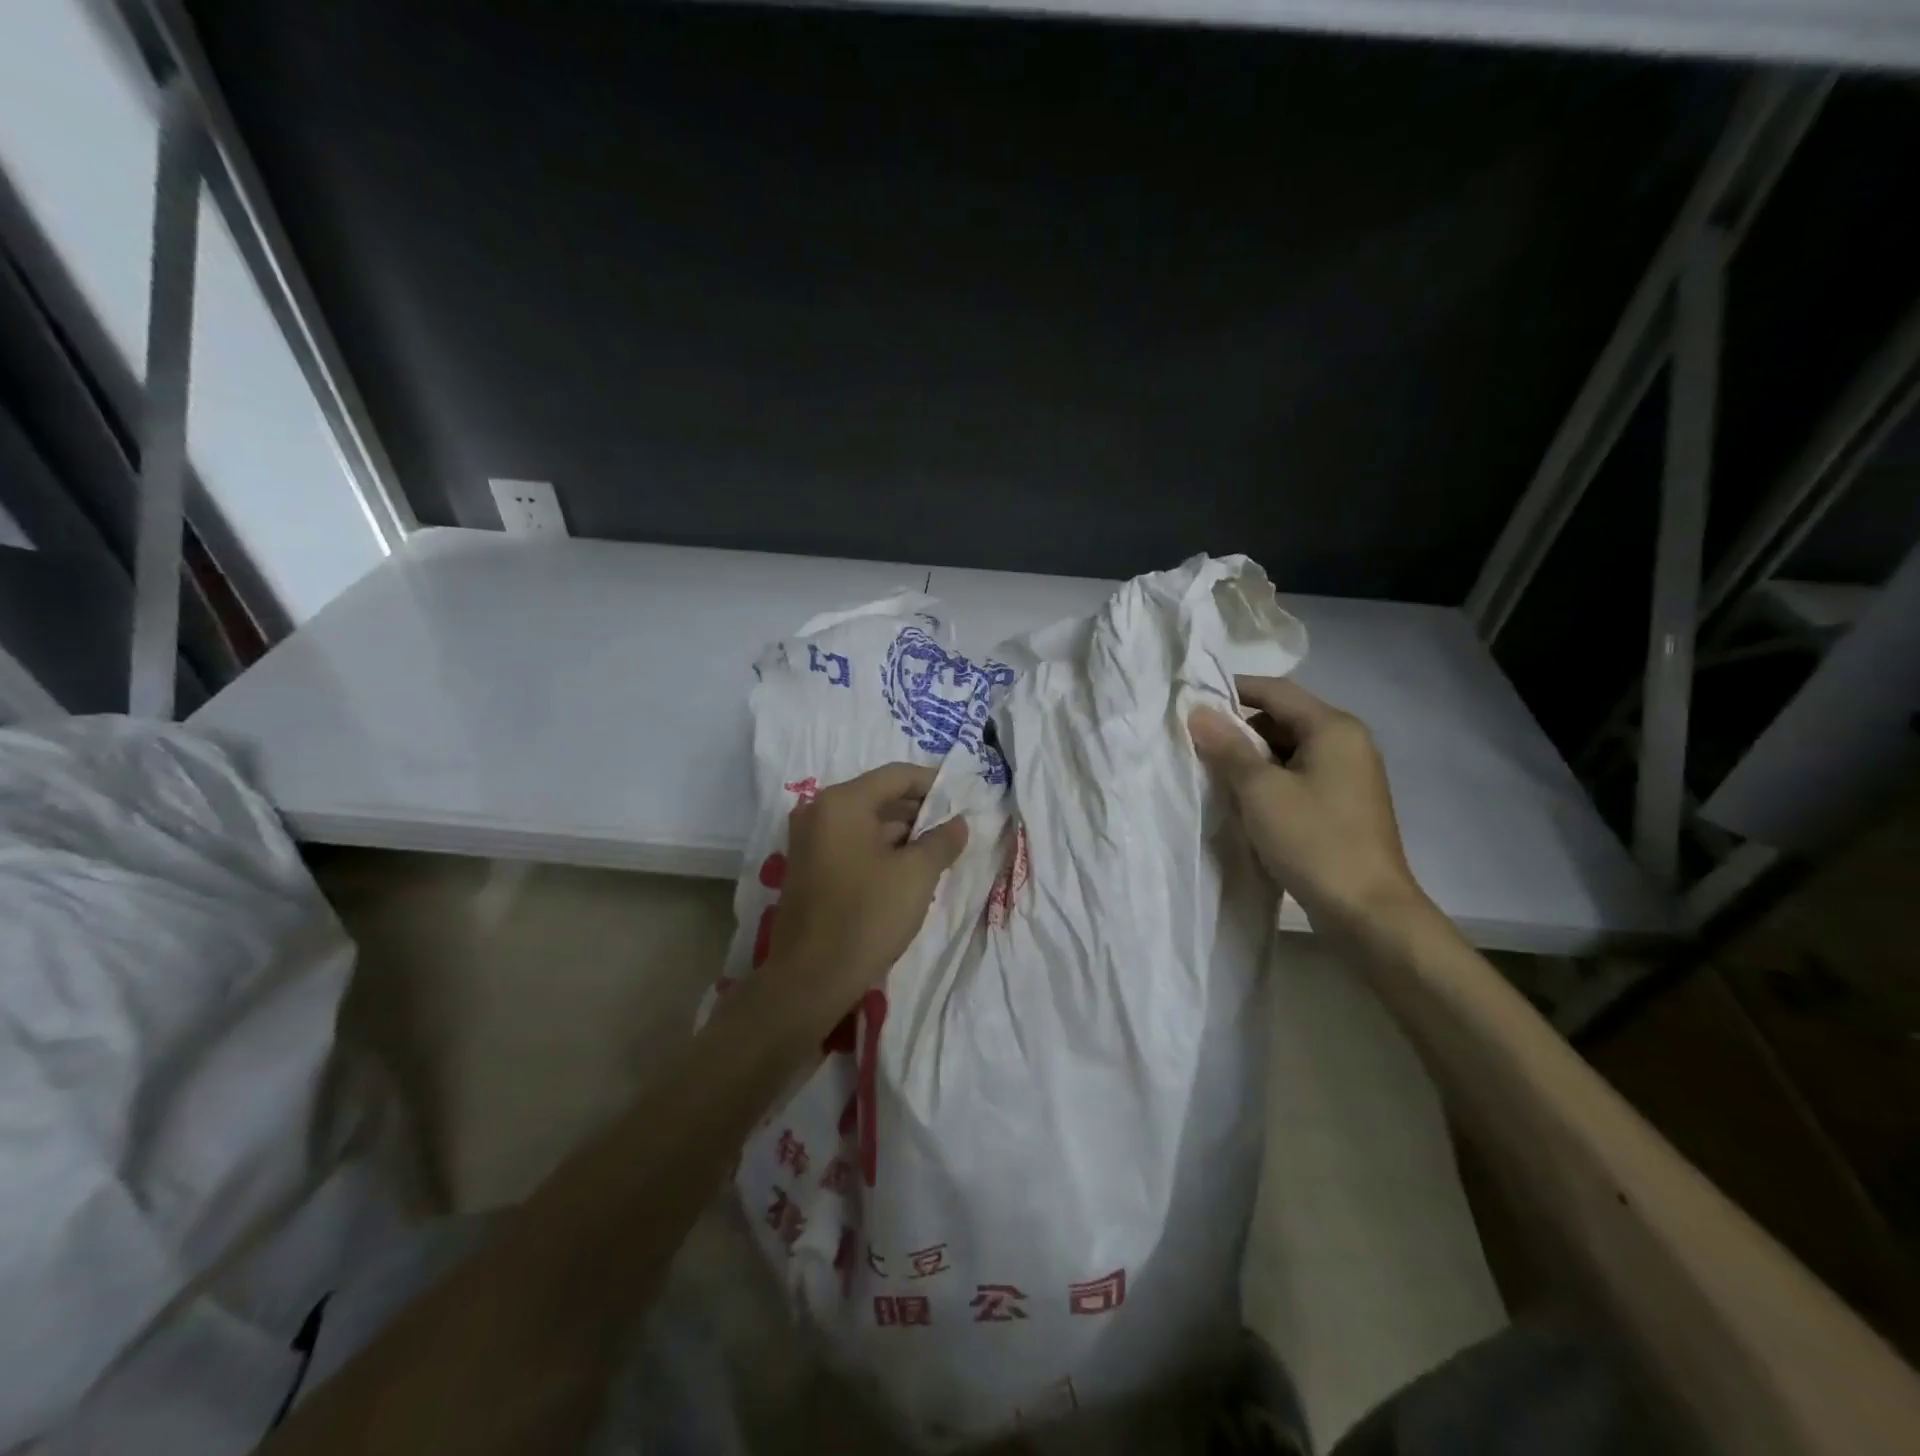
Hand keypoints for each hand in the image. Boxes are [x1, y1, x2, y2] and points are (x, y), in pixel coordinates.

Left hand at [767, 763, 968, 1029]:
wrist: (810, 980)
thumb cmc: (867, 916)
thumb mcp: (916, 875)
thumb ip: (942, 840)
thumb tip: (958, 822)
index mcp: (842, 803)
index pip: (896, 776)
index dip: (933, 784)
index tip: (962, 799)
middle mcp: (819, 812)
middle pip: (879, 798)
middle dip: (919, 812)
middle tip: (955, 829)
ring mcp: (810, 842)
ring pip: (867, 824)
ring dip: (903, 834)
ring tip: (939, 852)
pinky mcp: (809, 869)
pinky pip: (852, 845)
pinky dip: (881, 851)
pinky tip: (909, 872)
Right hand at [1189, 676, 1427, 934]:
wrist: (1368, 911)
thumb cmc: (1314, 841)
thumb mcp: (1261, 791)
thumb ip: (1228, 748)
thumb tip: (1198, 712)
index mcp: (1334, 729)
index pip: (1276, 691)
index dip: (1233, 690)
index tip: (1193, 701)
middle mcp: (1347, 743)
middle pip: (1283, 719)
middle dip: (1239, 730)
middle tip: (1198, 744)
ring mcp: (1348, 776)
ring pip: (1289, 751)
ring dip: (1252, 758)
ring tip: (1214, 774)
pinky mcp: (1343, 805)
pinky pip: (1298, 777)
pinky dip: (1270, 781)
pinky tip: (1244, 801)